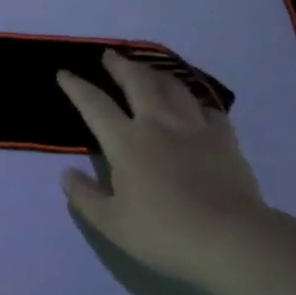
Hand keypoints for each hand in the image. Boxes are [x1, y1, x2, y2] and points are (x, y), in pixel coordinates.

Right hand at [56, 50, 266, 278]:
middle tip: (110, 55)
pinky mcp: (224, 139)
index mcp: (125, 142)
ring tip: (148, 70)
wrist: (231, 239)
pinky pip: (208, 110)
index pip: (94, 104)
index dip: (77, 86)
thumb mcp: (112, 224)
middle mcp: (157, 124)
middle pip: (137, 82)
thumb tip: (66, 174)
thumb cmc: (164, 233)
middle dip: (120, 65)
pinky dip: (197, 103)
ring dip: (156, 73)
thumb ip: (85, 197)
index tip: (65, 73)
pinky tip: (195, 106)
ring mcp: (194, 128)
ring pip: (173, 87)